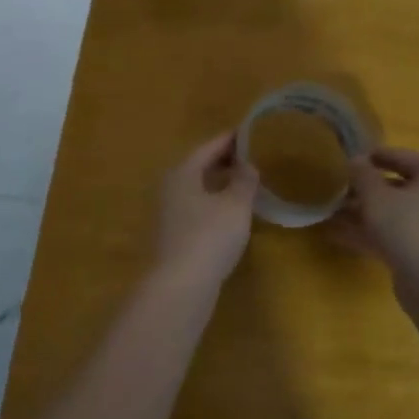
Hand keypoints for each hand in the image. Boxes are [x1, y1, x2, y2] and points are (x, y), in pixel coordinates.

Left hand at [153, 131, 259, 287]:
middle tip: (249, 156)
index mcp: (183, 173)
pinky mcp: (173, 236)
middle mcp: (170, 188)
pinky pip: (196, 209)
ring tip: (243, 183)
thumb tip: (247, 165)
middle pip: (198, 167)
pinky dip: (213, 203)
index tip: (249, 132)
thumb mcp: (235, 205)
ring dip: (218, 183)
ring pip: (196, 189)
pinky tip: (230, 214)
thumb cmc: (210, 236)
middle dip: (222, 161)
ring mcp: (168, 214)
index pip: (208, 147)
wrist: (180, 286)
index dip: (230, 139)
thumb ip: (244, 181)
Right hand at [329, 147, 418, 274]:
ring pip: (393, 213)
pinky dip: (369, 233)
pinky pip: (393, 235)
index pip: (402, 157)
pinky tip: (337, 235)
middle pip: (397, 187)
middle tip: (337, 189)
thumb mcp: (377, 197)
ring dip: (362, 213)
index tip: (348, 159)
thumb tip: (355, 160)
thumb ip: (362, 175)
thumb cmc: (409, 227)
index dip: (374, 156)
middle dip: (364, 189)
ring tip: (330, 213)